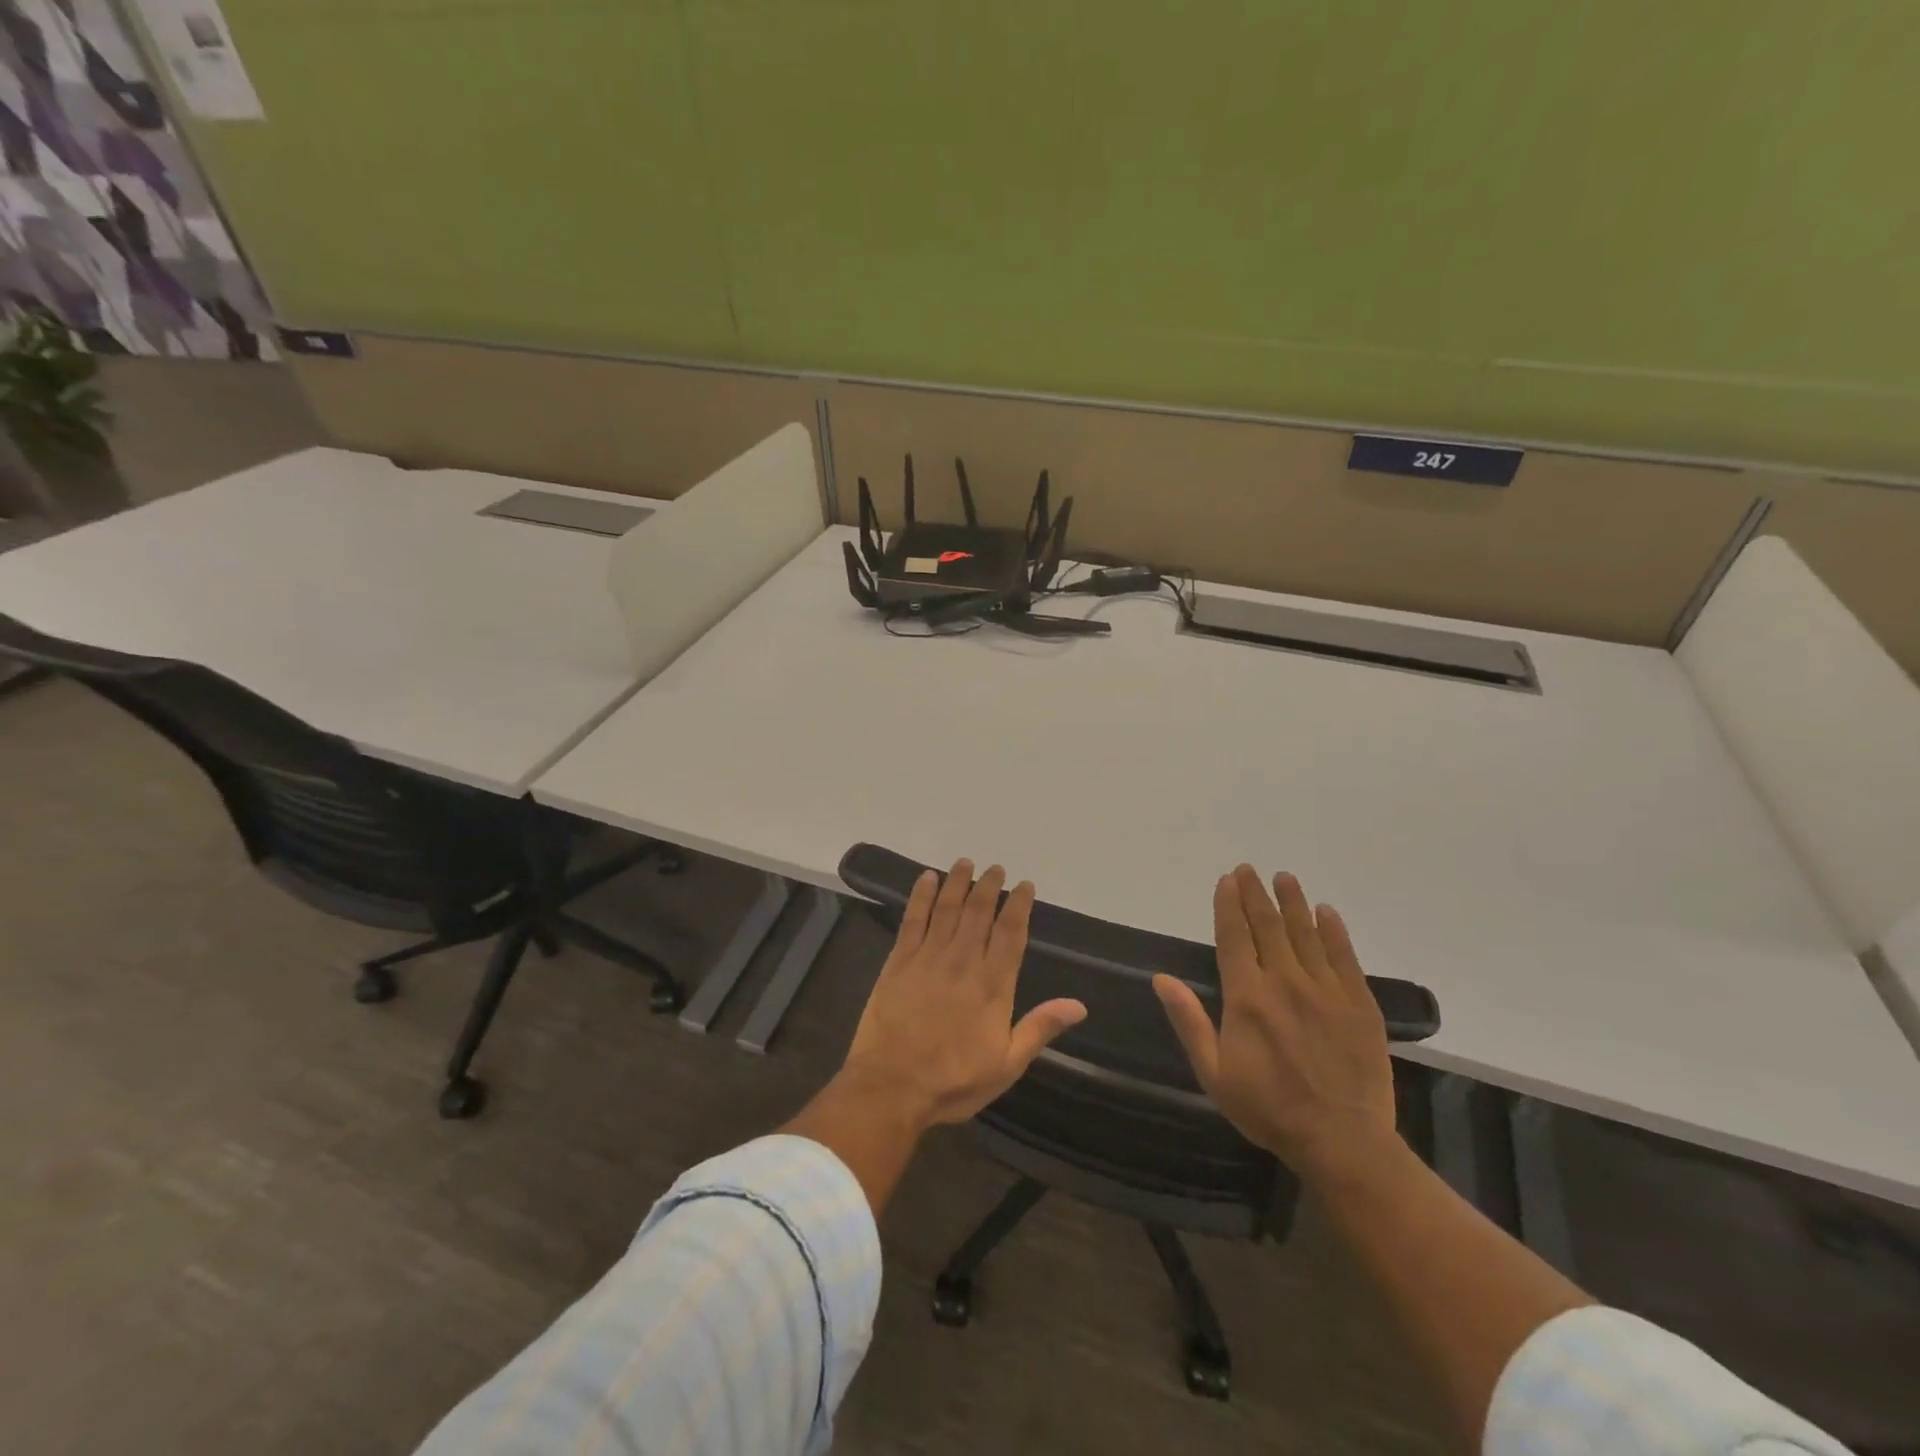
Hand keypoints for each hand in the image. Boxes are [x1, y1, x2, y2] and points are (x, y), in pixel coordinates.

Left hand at [840, 860, 1086, 1129]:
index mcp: (992, 985)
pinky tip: (927, 878)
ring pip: (947, 909)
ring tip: (966, 863)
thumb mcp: (1006, 1065)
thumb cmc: (953, 1081)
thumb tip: (1078, 1005)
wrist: (891, 1088)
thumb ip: (1040, 1028)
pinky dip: (921, 896)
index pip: (1011, 933)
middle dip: (989, 886)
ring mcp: (928, 958)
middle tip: (996, 868)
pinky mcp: (899, 961)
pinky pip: (912, 919)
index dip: (1019, 906)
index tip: (1024, 886)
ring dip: (958, 882)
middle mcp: (963, 962)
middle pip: (979, 912)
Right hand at [1153, 865, 1395, 1175]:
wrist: (1342, 1141)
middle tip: (1249, 869)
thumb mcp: (1213, 1072)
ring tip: (1284, 877)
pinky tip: (1326, 912)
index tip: (1227, 880)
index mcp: (1247, 997)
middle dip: (1256, 894)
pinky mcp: (1359, 1004)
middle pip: (1268, 926)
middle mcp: (1285, 982)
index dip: (1229, 906)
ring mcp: (1326, 991)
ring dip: (1293, 902)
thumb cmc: (1268, 1108)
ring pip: (1306, 934)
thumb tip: (1161, 978)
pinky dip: (1334, 931)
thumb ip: (1189, 1020)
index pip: (1234, 937)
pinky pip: (1345, 957)